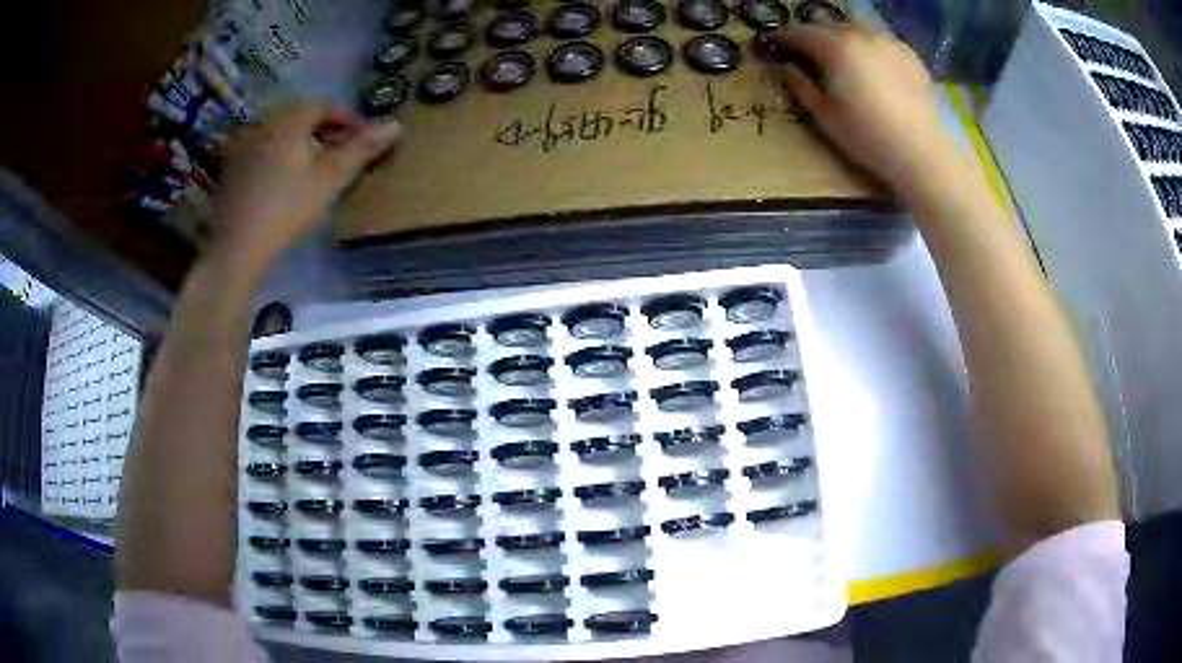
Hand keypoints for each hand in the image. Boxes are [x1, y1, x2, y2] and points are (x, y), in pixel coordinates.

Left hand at [212, 103, 400, 264]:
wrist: (238, 246)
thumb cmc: (288, 207)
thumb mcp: (331, 178)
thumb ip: (362, 148)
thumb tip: (396, 124)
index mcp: (290, 119)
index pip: (324, 106)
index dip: (347, 119)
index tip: (362, 137)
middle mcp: (264, 123)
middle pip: (300, 119)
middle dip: (323, 132)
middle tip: (339, 154)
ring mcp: (242, 146)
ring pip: (279, 136)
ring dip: (299, 145)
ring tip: (312, 169)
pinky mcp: (229, 170)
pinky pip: (261, 153)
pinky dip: (277, 159)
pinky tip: (282, 182)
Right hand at [772, 22, 966, 196]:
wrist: (923, 150)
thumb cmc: (869, 137)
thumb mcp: (826, 116)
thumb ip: (801, 86)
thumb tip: (786, 68)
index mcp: (835, 47)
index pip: (798, 32)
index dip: (781, 37)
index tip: (772, 43)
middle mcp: (860, 34)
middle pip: (826, 25)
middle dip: (811, 35)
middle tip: (805, 51)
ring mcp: (887, 41)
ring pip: (853, 27)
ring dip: (839, 35)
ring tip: (838, 53)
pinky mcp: (907, 53)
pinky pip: (878, 39)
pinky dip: (865, 44)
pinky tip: (868, 63)